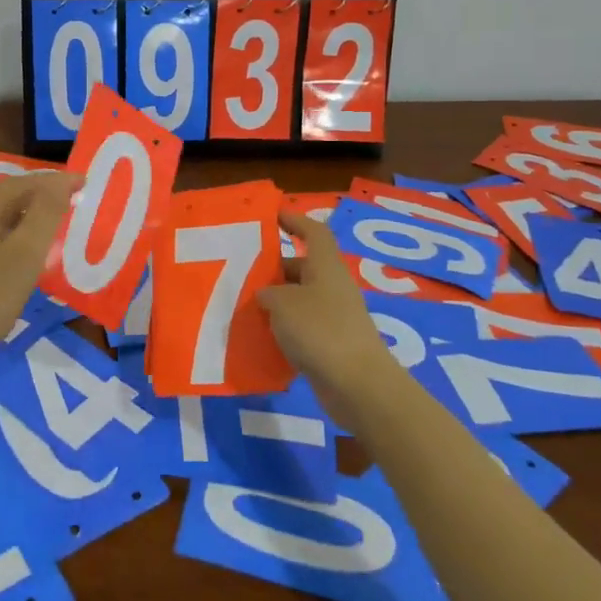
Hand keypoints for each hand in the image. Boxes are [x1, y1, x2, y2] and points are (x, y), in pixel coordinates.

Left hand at [0, 170, 80, 376]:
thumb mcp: (25, 255)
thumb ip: (46, 213)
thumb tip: (62, 181)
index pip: (23, 182)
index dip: (56, 182)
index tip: (86, 184)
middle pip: (8, 197)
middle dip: (42, 198)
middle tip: (75, 204)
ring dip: (28, 219)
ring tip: (57, 226)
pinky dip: (12, 238)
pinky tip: (26, 254)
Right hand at [260, 210, 396, 423]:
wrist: (358, 385)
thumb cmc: (320, 331)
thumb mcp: (283, 303)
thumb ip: (268, 293)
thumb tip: (265, 295)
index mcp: (325, 266)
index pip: (313, 232)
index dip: (295, 220)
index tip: (272, 216)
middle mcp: (332, 286)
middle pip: (302, 267)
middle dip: (273, 268)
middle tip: (242, 273)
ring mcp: (334, 316)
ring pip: (299, 299)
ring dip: (275, 302)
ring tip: (243, 307)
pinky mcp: (331, 344)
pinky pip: (301, 327)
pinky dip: (282, 329)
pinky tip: (260, 338)